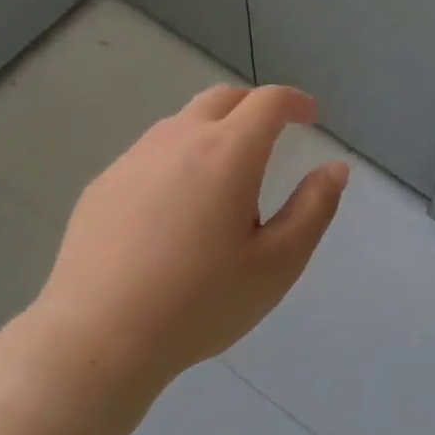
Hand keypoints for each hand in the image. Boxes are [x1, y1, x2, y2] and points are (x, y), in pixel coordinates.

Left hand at [27, 84, 347, 398]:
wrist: (100, 334)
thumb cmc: (201, 302)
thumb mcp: (277, 264)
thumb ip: (313, 209)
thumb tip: (334, 168)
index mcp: (227, 153)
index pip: (267, 102)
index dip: (295, 101)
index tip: (310, 116)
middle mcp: (178, 140)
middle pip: (221, 99)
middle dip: (254, 106)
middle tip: (273, 134)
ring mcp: (133, 159)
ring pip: (182, 124)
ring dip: (213, 132)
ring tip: (225, 178)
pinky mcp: (103, 184)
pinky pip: (150, 155)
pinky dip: (177, 160)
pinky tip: (174, 209)